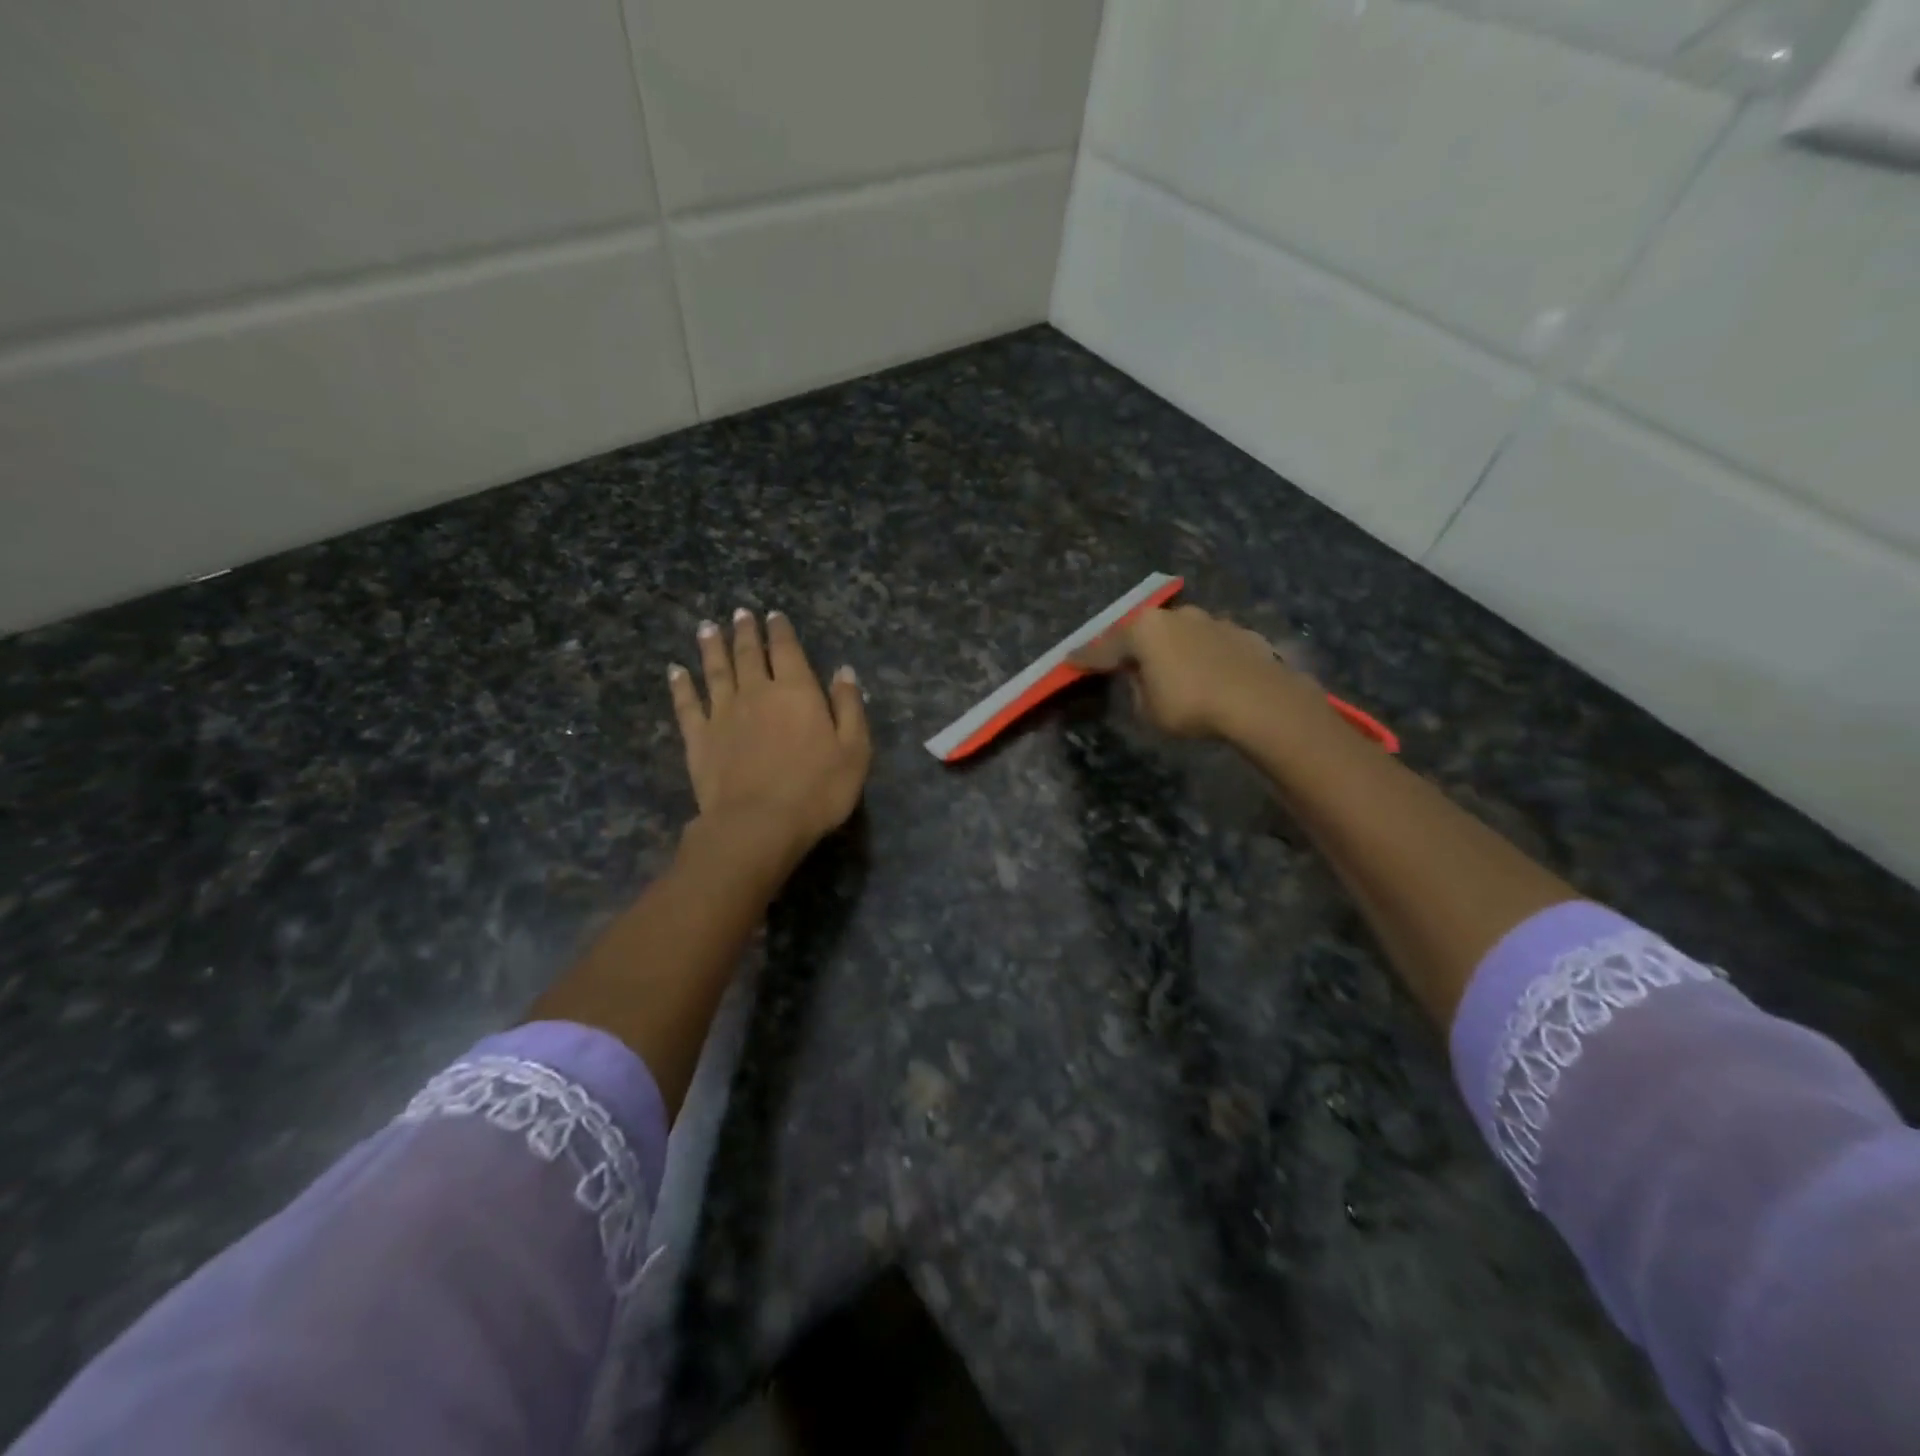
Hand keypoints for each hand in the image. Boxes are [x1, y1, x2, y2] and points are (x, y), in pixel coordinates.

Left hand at [669, 610, 870, 865]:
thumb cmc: (817, 790)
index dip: (781, 631)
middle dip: (746, 632)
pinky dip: (681, 685)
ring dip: (712, 647)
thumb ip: (849, 707)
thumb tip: (844, 671)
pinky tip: (675, 671)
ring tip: (707, 627)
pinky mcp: (699, 738)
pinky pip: (687, 704)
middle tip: (740, 614)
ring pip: (716, 671)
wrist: (758, 824)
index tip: (773, 615)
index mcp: (797, 691)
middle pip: (749, 654)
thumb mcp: (854, 750)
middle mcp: (757, 692)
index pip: (788, 651)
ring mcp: (723, 713)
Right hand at [1071, 603, 1331, 741]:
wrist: (1259, 700)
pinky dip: (1202, 656)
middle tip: (1121, 662)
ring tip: (1171, 670)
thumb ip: (1138, 688)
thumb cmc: (1191, 706)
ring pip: (1179, 634)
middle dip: (1132, 647)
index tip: (1069, 659)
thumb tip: (1143, 677)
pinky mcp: (1240, 632)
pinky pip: (1210, 644)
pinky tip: (1208, 674)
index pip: (1104, 647)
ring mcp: (1210, 620)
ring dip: (1171, 650)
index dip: (1084, 657)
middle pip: (1143, 632)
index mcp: (1144, 631)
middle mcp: (1174, 616)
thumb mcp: (1148, 710)